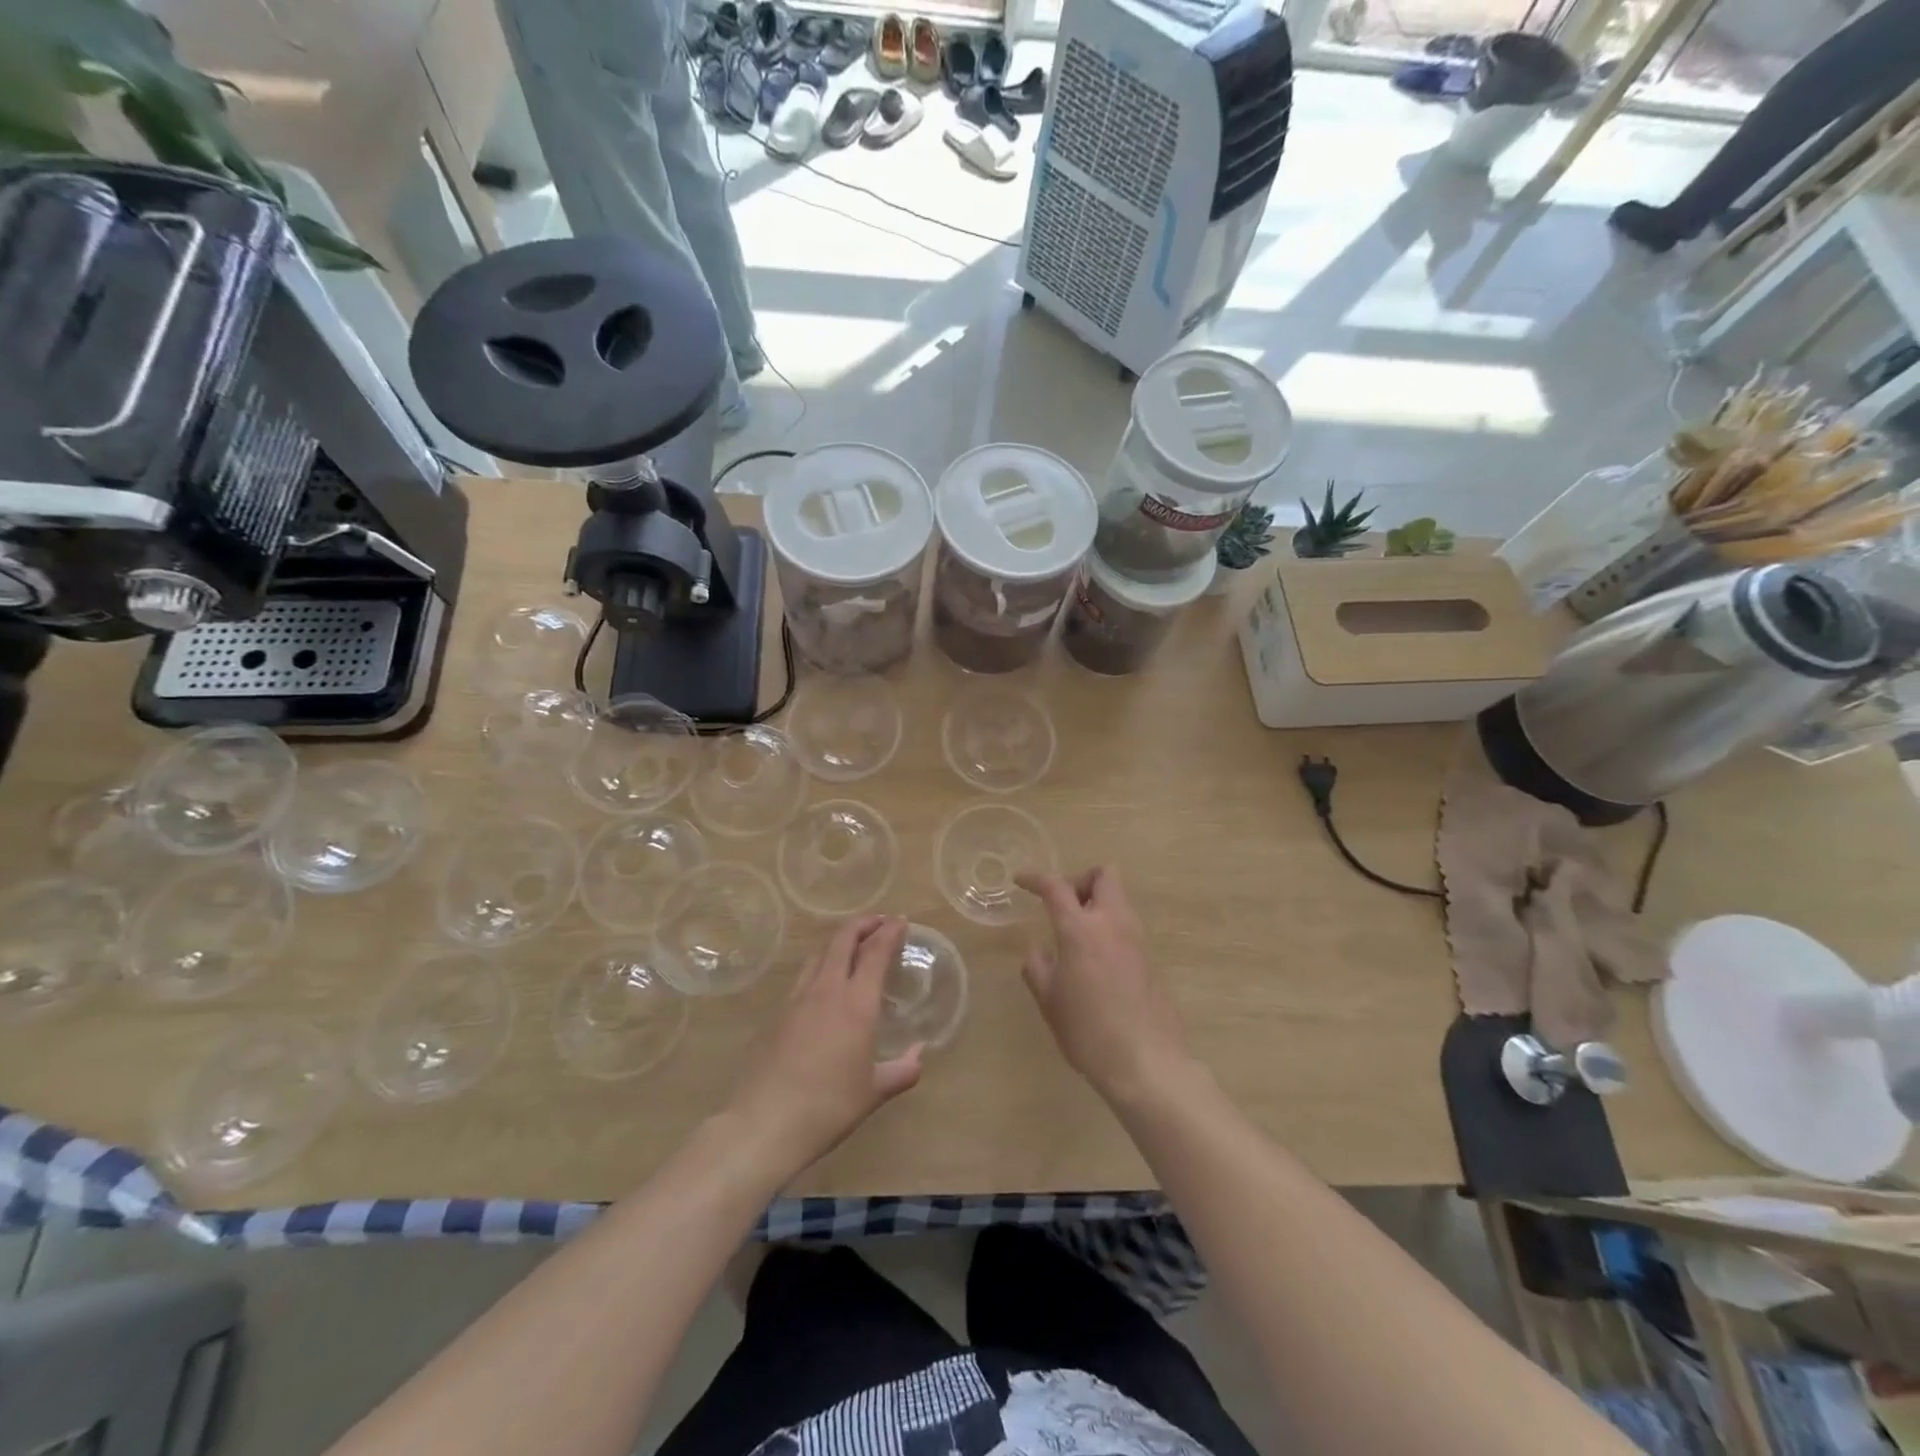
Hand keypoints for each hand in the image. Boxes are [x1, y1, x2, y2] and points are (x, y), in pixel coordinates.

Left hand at [727, 915, 922, 1181]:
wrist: (764, 1124)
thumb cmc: (828, 1107)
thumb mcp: (873, 1093)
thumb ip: (902, 1071)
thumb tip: (919, 1055)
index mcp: (856, 1003)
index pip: (875, 952)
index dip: (889, 932)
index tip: (901, 920)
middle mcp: (826, 990)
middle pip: (842, 940)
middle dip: (863, 923)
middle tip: (880, 921)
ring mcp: (798, 1000)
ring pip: (820, 953)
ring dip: (840, 940)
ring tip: (854, 943)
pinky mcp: (778, 1014)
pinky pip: (805, 975)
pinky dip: (822, 964)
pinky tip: (826, 981)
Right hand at [1017, 867, 1192, 1103]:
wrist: (1147, 1062)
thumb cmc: (1088, 1030)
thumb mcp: (1049, 1000)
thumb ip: (1038, 966)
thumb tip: (1039, 950)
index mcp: (1081, 929)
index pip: (1056, 886)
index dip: (1035, 878)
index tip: (1021, 881)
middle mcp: (1113, 923)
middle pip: (1103, 875)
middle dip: (1079, 880)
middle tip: (1062, 905)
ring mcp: (1137, 939)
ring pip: (1118, 899)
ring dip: (1096, 904)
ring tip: (1075, 936)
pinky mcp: (1150, 959)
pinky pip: (1127, 926)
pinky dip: (1109, 929)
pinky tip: (1095, 962)